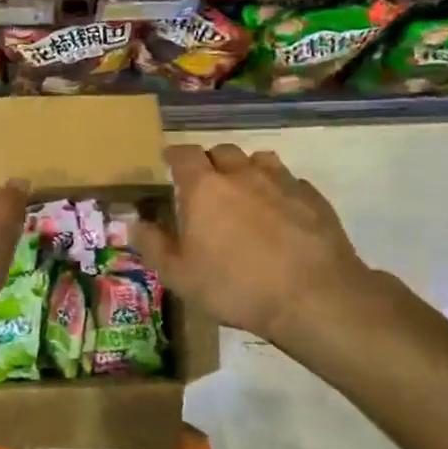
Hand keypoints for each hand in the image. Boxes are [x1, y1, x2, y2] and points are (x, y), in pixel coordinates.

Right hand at [135, 144, 388, 350]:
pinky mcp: (313, 197)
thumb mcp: (180, 276)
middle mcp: (242, 174)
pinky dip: (279, 190)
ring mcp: (282, 182)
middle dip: (210, 162)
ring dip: (247, 170)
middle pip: (222, 151)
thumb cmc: (236, 286)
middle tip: (206, 184)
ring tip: (245, 193)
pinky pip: (290, 182)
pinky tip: (281, 214)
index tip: (169, 163)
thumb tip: (134, 223)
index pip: (183, 154)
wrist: (313, 297)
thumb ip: (153, 246)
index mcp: (204, 187)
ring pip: (259, 160)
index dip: (174, 156)